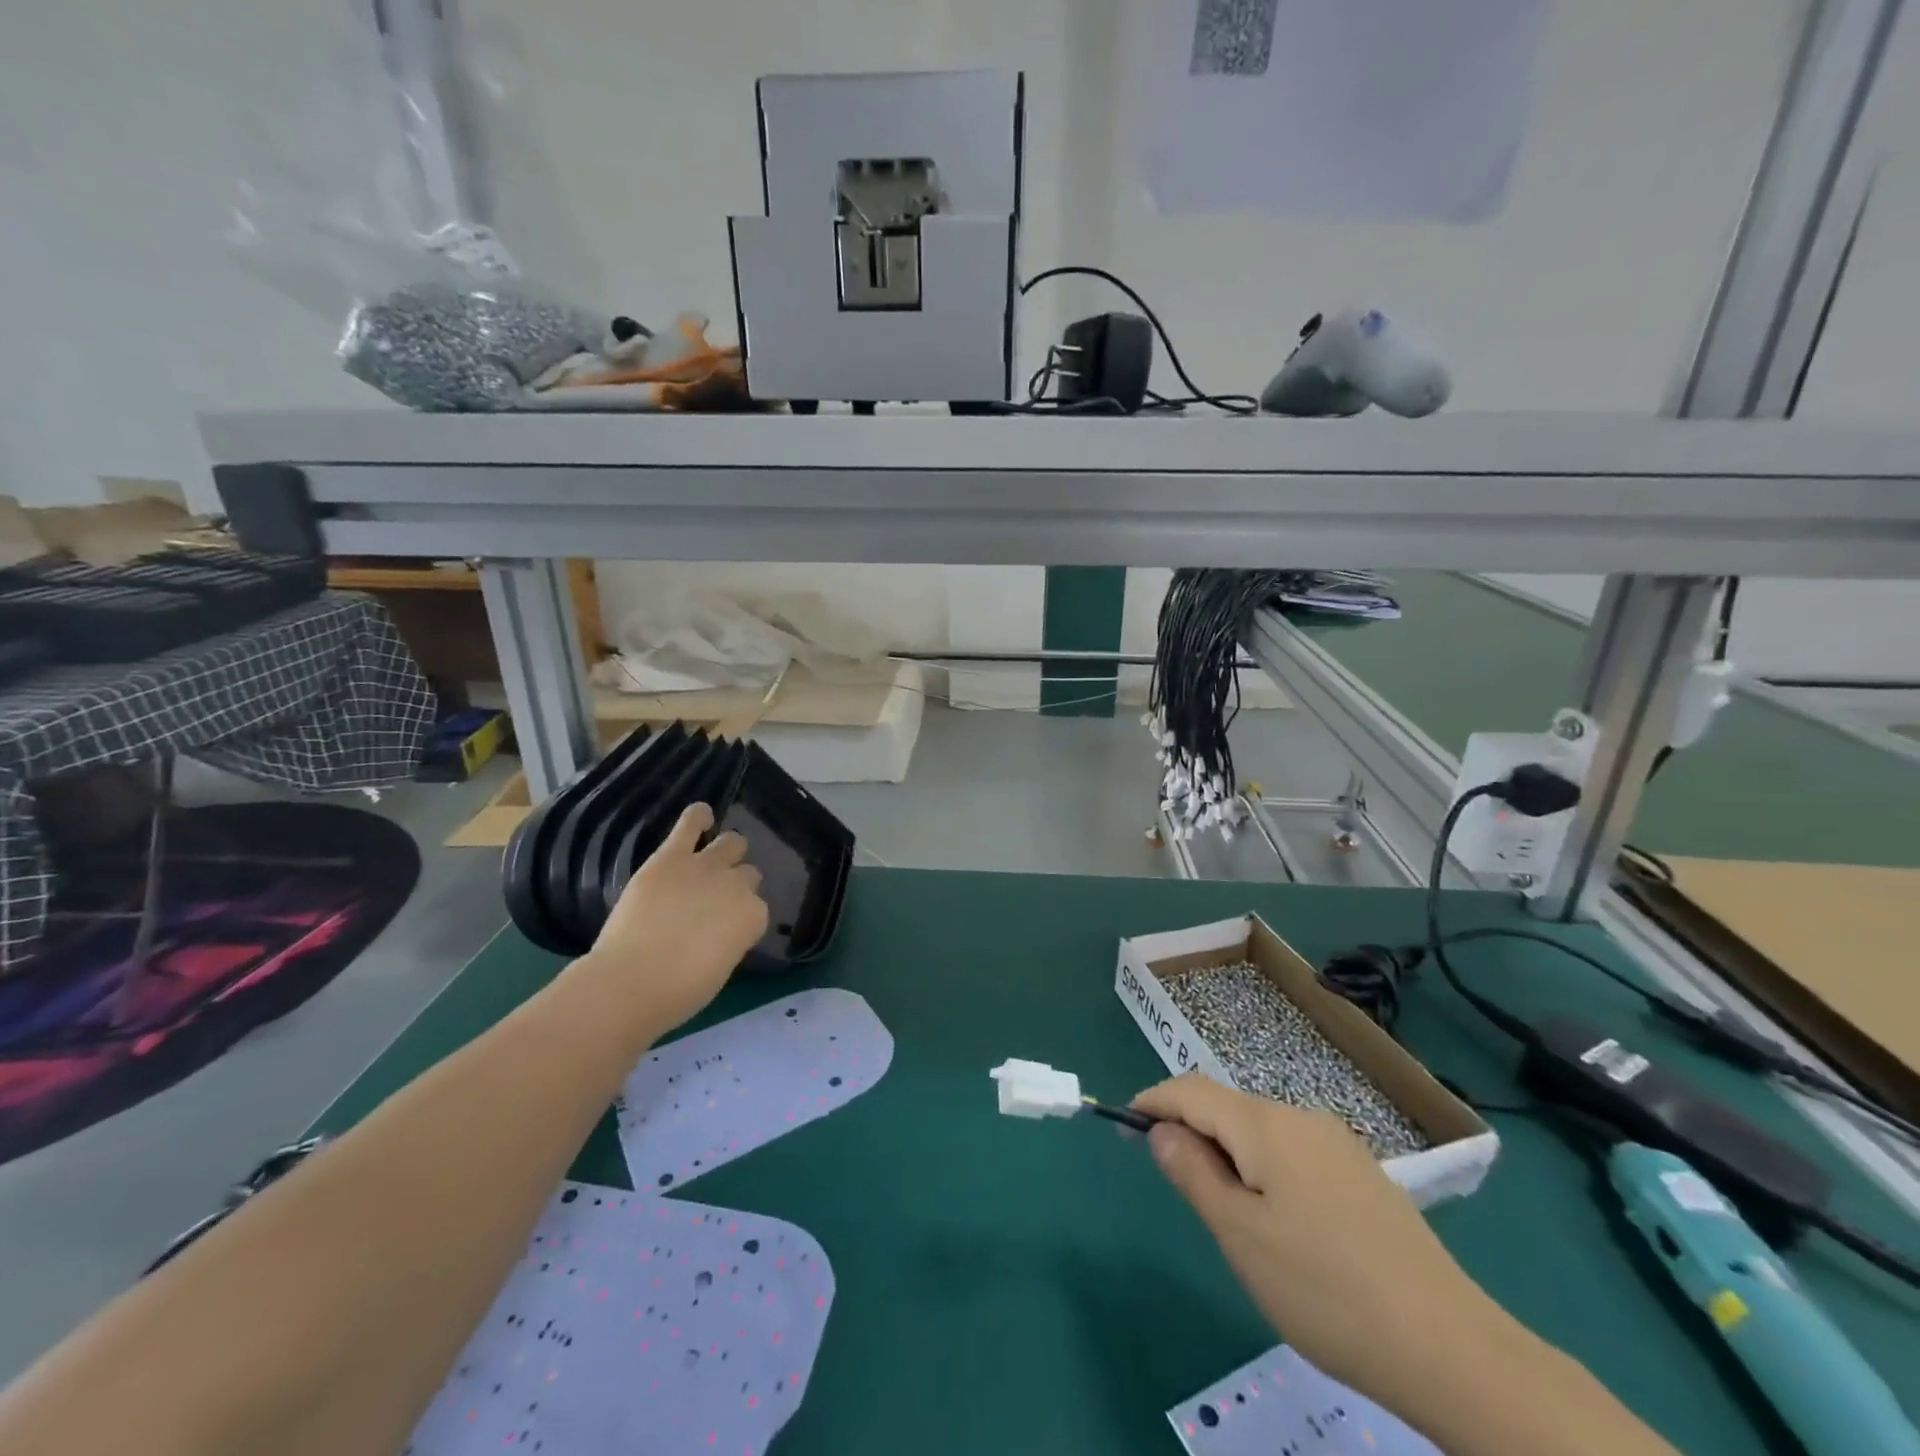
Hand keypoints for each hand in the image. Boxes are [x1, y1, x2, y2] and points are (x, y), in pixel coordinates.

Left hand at [585, 803, 768, 1034]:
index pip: (757, 909)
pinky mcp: (671, 856)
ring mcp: (705, 867)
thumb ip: (728, 941)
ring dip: (725, 850)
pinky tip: (700, 817)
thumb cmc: (678, 992)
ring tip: (712, 858)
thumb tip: (719, 932)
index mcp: (754, 917)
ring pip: (731, 842)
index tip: (726, 931)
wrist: (631, 981)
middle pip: (748, 874)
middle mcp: (737, 885)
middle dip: (736, 884)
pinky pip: (690, 823)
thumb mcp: (719, 969)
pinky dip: (697, 816)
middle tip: (714, 901)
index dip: (742, 918)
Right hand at [1134, 1074, 1512, 1404]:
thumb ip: (1192, 1172)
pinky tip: (1280, 1223)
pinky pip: (1293, 1152)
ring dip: (1230, 1154)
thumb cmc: (1324, 1289)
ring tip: (1228, 1215)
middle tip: (1177, 1184)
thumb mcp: (1239, 1235)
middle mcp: (1301, 1117)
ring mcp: (1338, 1143)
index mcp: (1265, 1124)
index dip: (1153, 1101)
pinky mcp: (1362, 1173)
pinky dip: (1264, 1169)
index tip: (1125, 1126)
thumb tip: (1161, 1131)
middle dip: (1192, 1131)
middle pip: (1227, 1107)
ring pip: (1261, 1132)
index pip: (1191, 1090)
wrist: (1450, 1348)